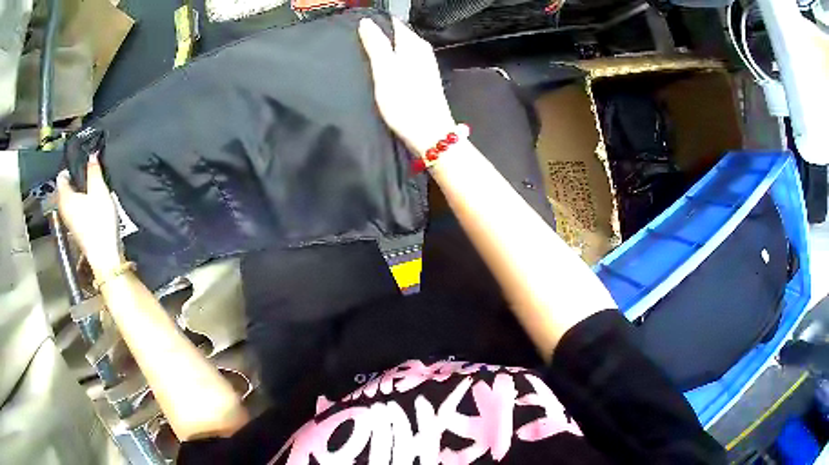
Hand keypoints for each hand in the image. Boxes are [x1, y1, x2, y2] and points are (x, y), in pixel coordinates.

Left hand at [56, 154, 121, 276]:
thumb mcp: (98, 189)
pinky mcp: (77, 229)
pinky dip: (82, 202)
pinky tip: (93, 201)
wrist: (105, 255)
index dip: (71, 166)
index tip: (83, 160)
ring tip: (92, 184)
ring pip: (71, 199)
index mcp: (64, 197)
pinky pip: (76, 208)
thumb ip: (94, 170)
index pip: (61, 175)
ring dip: (80, 191)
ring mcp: (69, 221)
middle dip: (76, 178)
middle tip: (89, 170)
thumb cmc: (98, 221)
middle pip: (66, 187)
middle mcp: (63, 208)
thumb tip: (91, 154)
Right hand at [358, 18, 456, 155]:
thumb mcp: (385, 70)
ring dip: (383, 51)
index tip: (357, 31)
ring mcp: (424, 65)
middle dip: (378, 37)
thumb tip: (366, 21)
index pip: (393, 23)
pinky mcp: (423, 79)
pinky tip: (380, 71)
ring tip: (364, 58)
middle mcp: (422, 50)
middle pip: (396, 35)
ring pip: (399, 49)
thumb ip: (376, 44)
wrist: (429, 134)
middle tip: (356, 46)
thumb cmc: (405, 101)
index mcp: (414, 44)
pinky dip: (391, 63)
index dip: (375, 25)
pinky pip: (403, 62)